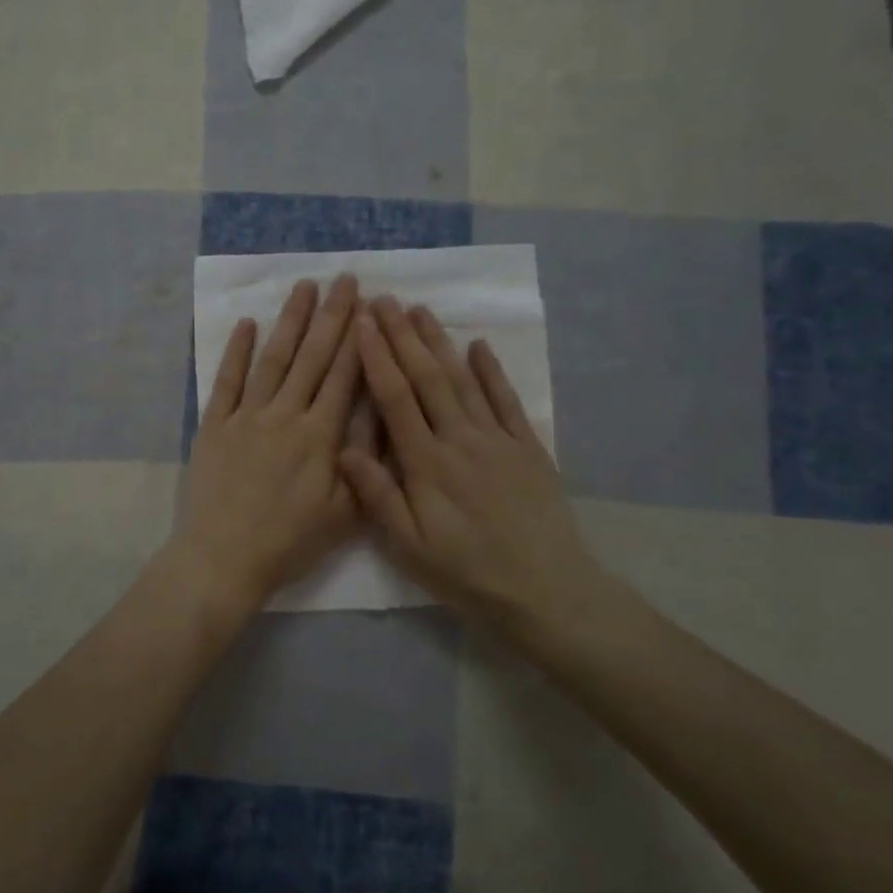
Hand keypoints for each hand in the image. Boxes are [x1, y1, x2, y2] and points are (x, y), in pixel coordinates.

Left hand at [169, 275, 366, 611]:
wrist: (223, 559)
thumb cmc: (289, 542)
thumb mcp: (345, 513)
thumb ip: (366, 462)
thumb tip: (383, 416)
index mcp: (320, 436)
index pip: (344, 376)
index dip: (359, 338)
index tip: (370, 304)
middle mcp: (285, 415)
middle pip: (312, 356)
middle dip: (332, 315)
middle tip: (344, 279)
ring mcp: (246, 416)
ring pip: (273, 359)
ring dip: (289, 320)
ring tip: (303, 286)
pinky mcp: (215, 425)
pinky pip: (227, 380)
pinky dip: (236, 351)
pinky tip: (247, 323)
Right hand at [341, 297, 624, 639]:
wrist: (548, 592)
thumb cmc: (468, 573)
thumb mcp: (411, 547)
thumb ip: (379, 495)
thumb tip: (344, 448)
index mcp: (427, 463)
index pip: (395, 398)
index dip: (376, 357)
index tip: (360, 323)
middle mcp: (461, 439)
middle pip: (427, 377)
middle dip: (402, 335)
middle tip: (383, 299)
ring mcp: (498, 439)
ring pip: (463, 379)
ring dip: (439, 342)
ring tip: (420, 310)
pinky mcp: (528, 447)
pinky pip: (507, 399)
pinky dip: (492, 370)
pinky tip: (479, 345)